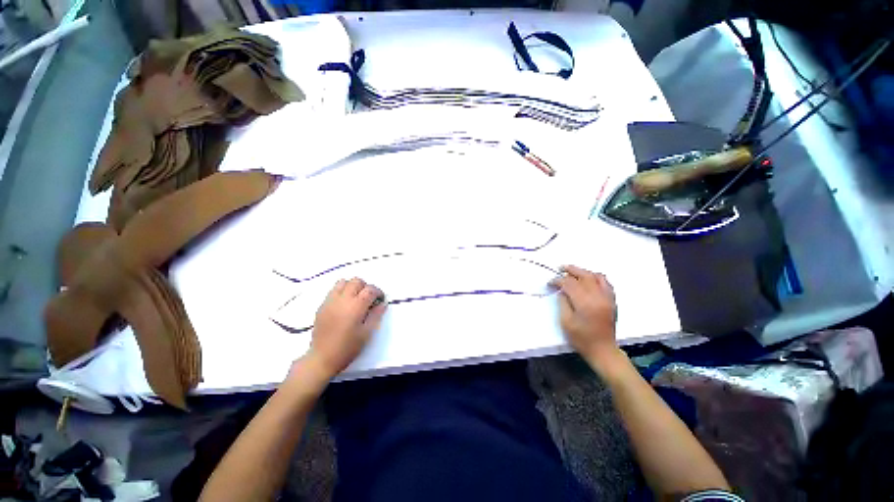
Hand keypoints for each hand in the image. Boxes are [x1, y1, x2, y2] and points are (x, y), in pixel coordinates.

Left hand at [305, 277, 386, 379]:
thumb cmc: (347, 348)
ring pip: (343, 282)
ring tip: (356, 298)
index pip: (370, 289)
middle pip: (356, 281)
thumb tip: (383, 303)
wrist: (322, 358)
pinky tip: (344, 304)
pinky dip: (342, 291)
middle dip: (366, 287)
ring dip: (352, 286)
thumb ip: (376, 315)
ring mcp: (330, 301)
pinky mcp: (322, 306)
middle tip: (369, 299)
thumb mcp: (366, 333)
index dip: (378, 292)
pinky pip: (333, 290)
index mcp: (355, 307)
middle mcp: (342, 300)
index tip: (380, 300)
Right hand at [550, 265, 621, 367]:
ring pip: (596, 276)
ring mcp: (607, 298)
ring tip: (573, 272)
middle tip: (560, 268)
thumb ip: (563, 302)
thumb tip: (562, 290)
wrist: (603, 350)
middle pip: (584, 276)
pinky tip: (589, 279)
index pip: (569, 284)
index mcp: (585, 303)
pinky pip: (606, 283)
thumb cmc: (581, 338)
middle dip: (571, 270)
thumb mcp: (566, 321)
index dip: (558, 281)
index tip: (550, 283)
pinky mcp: (612, 301)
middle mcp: (598, 297)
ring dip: (584, 272)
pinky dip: (596, 277)